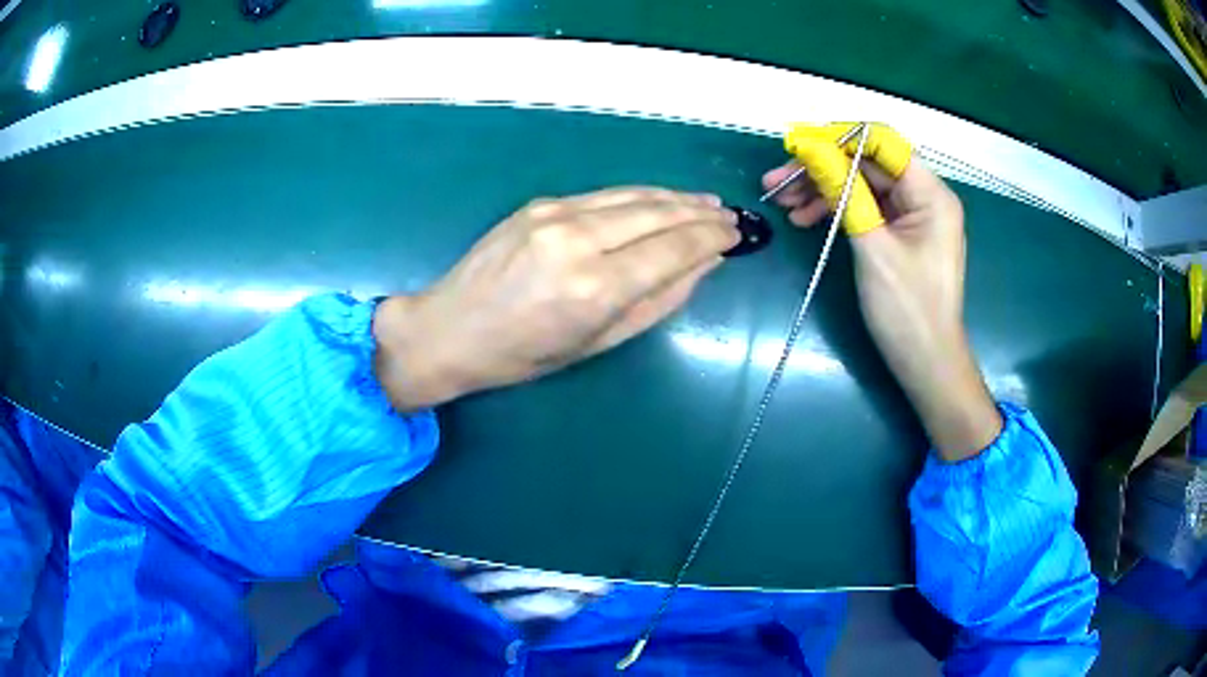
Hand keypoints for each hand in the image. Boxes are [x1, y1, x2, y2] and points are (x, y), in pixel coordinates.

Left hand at [373, 187, 739, 410]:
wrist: (451, 328)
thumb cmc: (524, 355)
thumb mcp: (598, 343)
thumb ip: (657, 301)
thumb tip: (702, 264)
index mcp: (595, 287)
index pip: (673, 249)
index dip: (711, 238)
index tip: (736, 235)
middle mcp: (578, 240)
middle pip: (657, 213)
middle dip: (700, 213)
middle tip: (729, 215)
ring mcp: (555, 213)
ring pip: (633, 195)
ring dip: (674, 198)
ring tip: (705, 203)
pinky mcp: (540, 203)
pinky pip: (604, 195)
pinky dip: (639, 197)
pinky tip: (657, 201)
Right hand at [763, 125, 1000, 460]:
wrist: (926, 364)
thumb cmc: (907, 311)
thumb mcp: (873, 248)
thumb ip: (844, 193)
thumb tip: (810, 148)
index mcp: (930, 193)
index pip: (881, 142)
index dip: (837, 138)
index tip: (795, 147)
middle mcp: (923, 196)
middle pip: (866, 163)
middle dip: (822, 167)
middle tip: (775, 182)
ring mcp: (911, 215)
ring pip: (861, 185)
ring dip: (822, 189)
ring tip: (782, 203)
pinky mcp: (900, 233)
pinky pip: (864, 208)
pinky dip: (835, 210)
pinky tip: (804, 219)